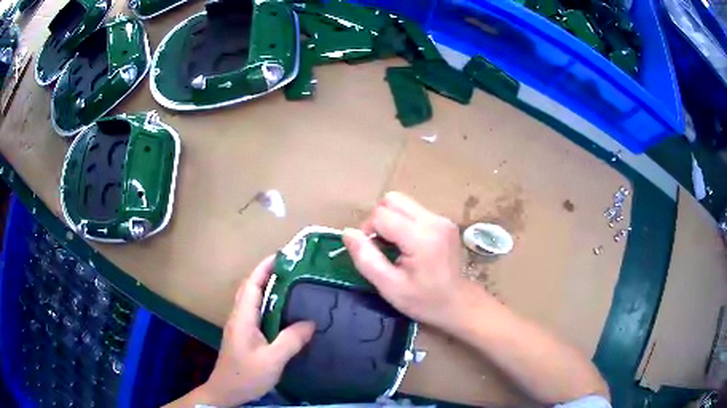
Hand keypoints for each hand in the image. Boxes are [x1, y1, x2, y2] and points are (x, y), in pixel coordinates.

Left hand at [198, 256, 314, 406]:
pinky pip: (254, 312)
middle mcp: (238, 317)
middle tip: (289, 268)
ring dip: (265, 287)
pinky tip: (281, 311)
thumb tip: (311, 322)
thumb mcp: (272, 360)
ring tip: (288, 284)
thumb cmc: (247, 375)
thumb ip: (291, 340)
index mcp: (243, 318)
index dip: (264, 268)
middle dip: (265, 273)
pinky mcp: (243, 335)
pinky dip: (266, 303)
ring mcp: (239, 326)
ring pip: (251, 300)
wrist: (226, 391)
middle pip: (249, 288)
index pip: (252, 285)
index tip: (281, 256)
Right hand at [343, 192, 488, 331]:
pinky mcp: (444, 222)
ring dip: (391, 220)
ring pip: (403, 202)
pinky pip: (414, 211)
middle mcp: (433, 221)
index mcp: (421, 238)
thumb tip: (347, 232)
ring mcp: (441, 219)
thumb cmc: (423, 300)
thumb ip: (366, 258)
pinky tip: (408, 245)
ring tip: (395, 245)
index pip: (381, 214)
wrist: (458, 304)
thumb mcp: (389, 287)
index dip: (368, 230)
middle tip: (381, 246)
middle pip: (392, 199)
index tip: (372, 252)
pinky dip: (403, 223)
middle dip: (379, 219)